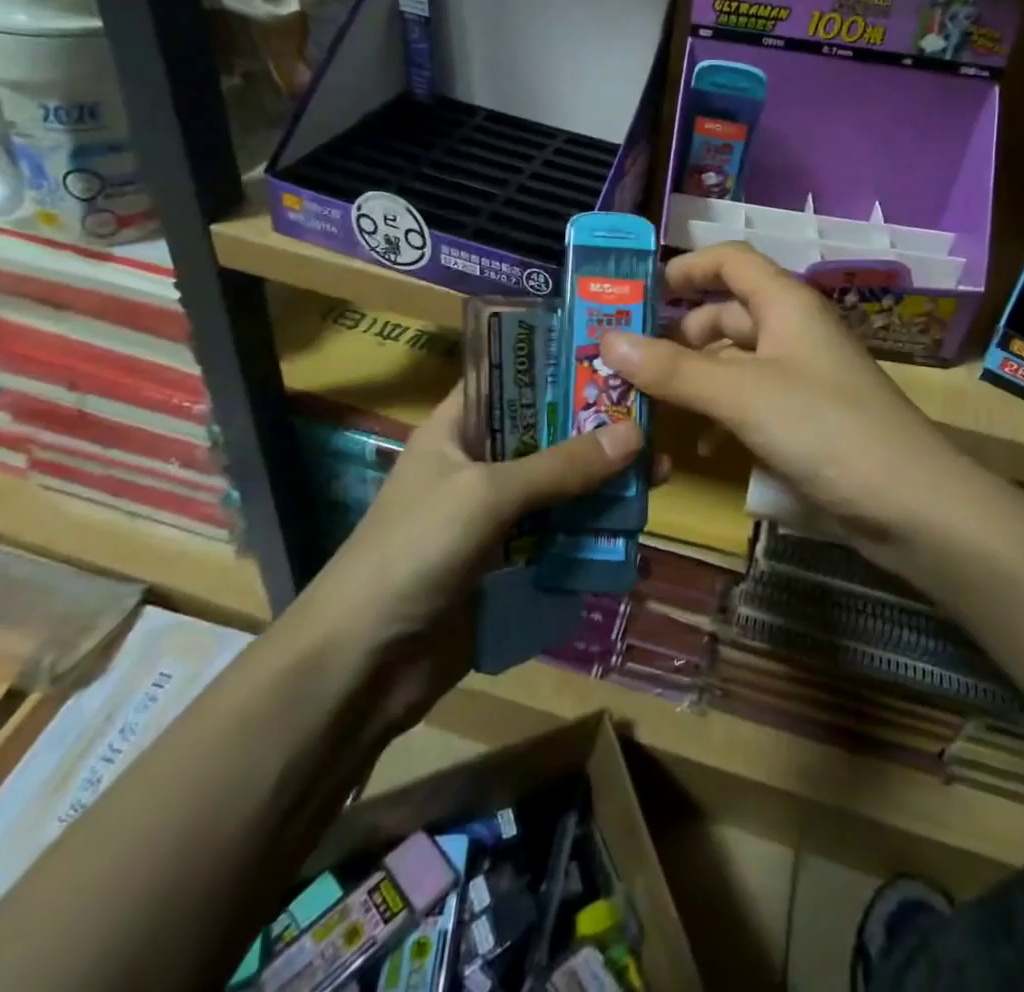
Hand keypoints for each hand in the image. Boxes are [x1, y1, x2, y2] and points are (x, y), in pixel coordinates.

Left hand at [311, 383, 642, 646]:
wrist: (363, 664)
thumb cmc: (415, 551)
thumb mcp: (487, 494)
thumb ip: (560, 465)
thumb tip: (636, 433)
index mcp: (456, 429)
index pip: (510, 379)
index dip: (556, 366)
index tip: (614, 359)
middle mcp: (476, 464)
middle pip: (545, 436)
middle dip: (596, 432)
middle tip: (655, 423)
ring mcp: (492, 517)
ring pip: (558, 488)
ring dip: (602, 484)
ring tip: (659, 475)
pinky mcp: (507, 563)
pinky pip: (558, 536)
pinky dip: (592, 533)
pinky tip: (633, 533)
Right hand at [599, 243, 967, 551]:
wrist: (912, 504)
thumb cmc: (824, 428)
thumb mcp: (741, 394)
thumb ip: (673, 368)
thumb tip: (607, 339)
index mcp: (785, 305)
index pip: (731, 261)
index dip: (687, 267)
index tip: (640, 289)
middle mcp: (793, 332)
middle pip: (728, 313)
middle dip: (679, 332)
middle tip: (629, 358)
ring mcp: (802, 377)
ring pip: (736, 361)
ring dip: (695, 376)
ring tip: (649, 400)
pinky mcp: (806, 419)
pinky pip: (751, 401)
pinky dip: (720, 412)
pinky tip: (697, 443)